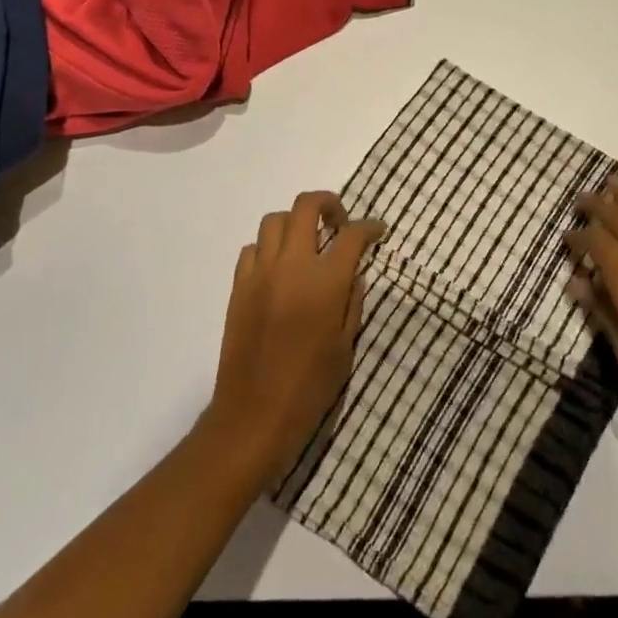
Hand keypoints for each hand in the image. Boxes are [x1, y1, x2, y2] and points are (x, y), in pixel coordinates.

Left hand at [199, 191, 385, 488]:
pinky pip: (253, 248)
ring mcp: (260, 272)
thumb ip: (352, 301)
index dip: (370, 227)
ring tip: (308, 244)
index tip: (378, 231)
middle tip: (339, 223)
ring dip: (296, 223)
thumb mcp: (346, 345)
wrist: (254, 413)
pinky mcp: (238, 286)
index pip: (352, 235)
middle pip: (306, 205)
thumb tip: (352, 273)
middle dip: (329, 204)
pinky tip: (279, 269)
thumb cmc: (310, 385)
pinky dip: (269, 248)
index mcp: (326, 280)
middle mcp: (292, 264)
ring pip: (275, 220)